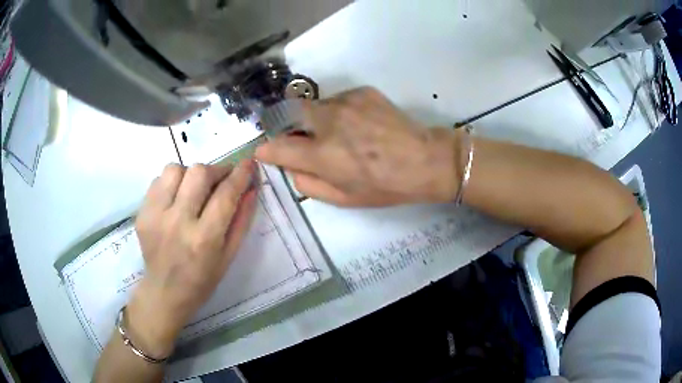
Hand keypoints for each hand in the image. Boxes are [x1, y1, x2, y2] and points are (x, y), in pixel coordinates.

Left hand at [126, 160, 257, 357]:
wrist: (165, 292)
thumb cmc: (202, 279)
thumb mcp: (229, 255)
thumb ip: (242, 220)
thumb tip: (251, 187)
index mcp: (204, 239)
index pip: (225, 194)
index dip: (240, 174)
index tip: (248, 163)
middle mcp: (178, 222)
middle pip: (198, 173)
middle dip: (216, 170)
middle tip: (220, 179)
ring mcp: (155, 216)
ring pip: (174, 169)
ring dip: (190, 174)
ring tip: (194, 189)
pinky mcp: (142, 213)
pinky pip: (158, 180)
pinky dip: (172, 183)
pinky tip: (176, 198)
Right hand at [255, 87, 459, 205]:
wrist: (426, 160)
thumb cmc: (385, 186)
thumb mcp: (343, 199)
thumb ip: (307, 183)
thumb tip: (289, 165)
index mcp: (322, 155)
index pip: (275, 145)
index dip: (267, 149)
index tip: (267, 151)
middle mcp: (328, 122)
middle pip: (288, 113)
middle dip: (287, 126)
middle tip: (304, 140)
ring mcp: (345, 102)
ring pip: (314, 107)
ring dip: (317, 120)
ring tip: (342, 134)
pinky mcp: (361, 91)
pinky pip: (337, 100)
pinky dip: (339, 112)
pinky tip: (360, 124)